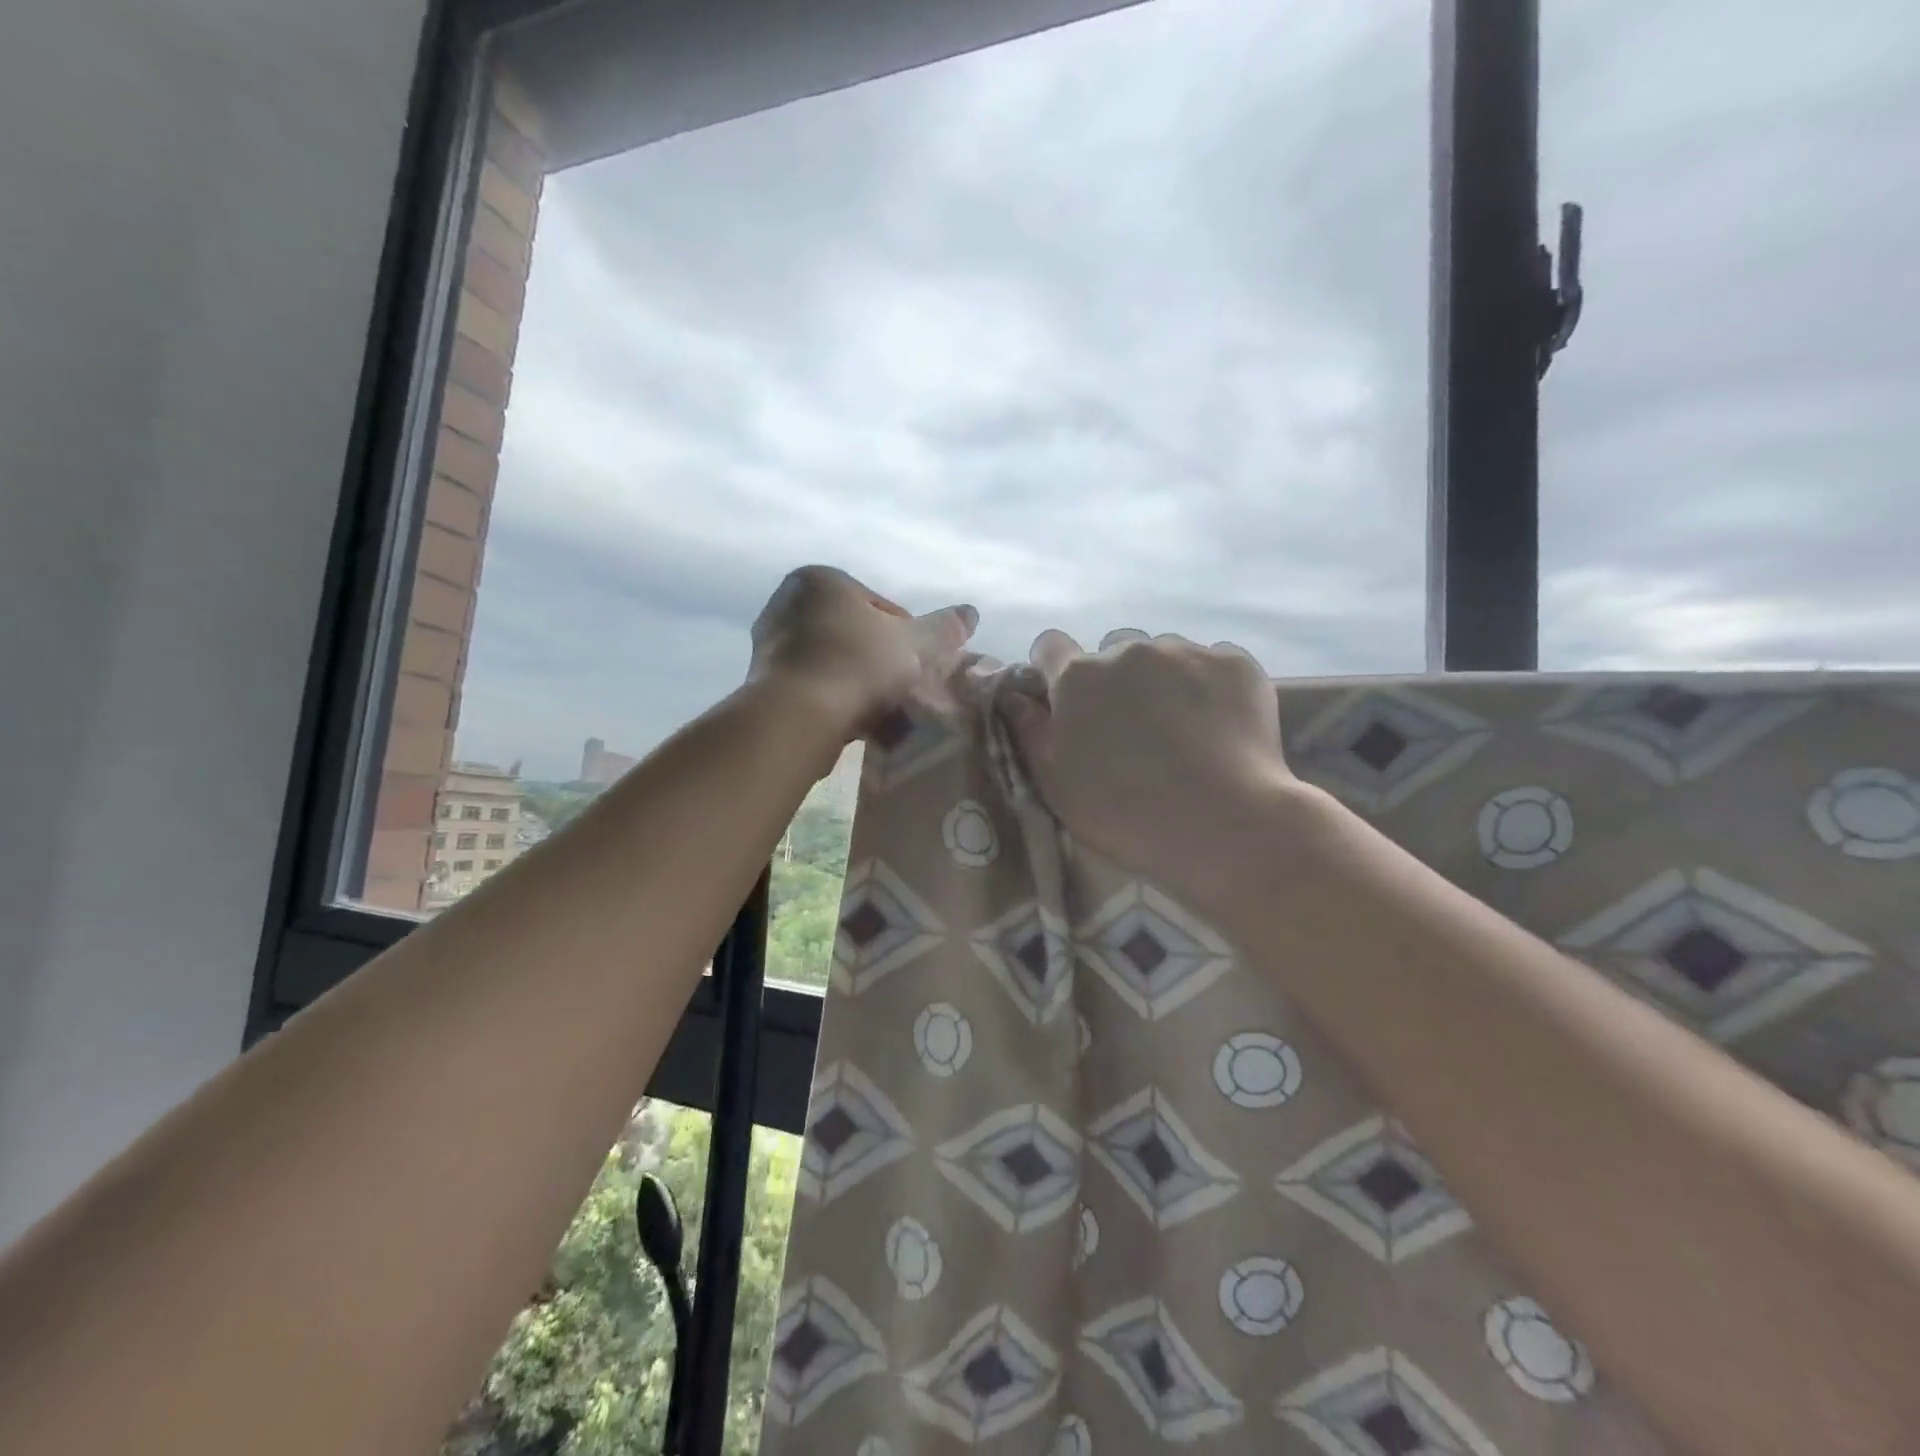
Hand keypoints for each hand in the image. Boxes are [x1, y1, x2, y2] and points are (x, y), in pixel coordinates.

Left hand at [749, 565, 975, 735]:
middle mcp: (787, 603)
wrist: (796, 717)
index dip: (907, 637)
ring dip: (860, 686)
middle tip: (903, 691)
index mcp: (820, 580)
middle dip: (881, 663)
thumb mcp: (913, 644)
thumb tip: (971, 612)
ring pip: (835, 664)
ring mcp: (770, 644)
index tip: (918, 666)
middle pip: (855, 635)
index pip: (879, 606)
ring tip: (882, 715)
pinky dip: (836, 702)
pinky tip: (855, 725)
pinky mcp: (763, 683)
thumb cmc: (857, 665)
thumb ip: (943, 628)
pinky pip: (814, 688)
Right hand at [1003, 631, 1296, 902]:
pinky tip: (1219, 724)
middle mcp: (1127, 650)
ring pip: (1164, 653)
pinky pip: (1213, 661)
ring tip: (1182, 727)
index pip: (1049, 646)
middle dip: (1115, 679)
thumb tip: (1014, 696)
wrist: (1221, 823)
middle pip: (1111, 650)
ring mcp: (1185, 651)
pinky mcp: (1235, 663)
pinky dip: (1210, 684)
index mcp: (1078, 678)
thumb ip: (1030, 731)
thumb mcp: (1056, 784)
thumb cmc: (1124, 812)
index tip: (1066, 698)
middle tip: (1131, 727)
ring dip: (1162, 679)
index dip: (1053, 668)